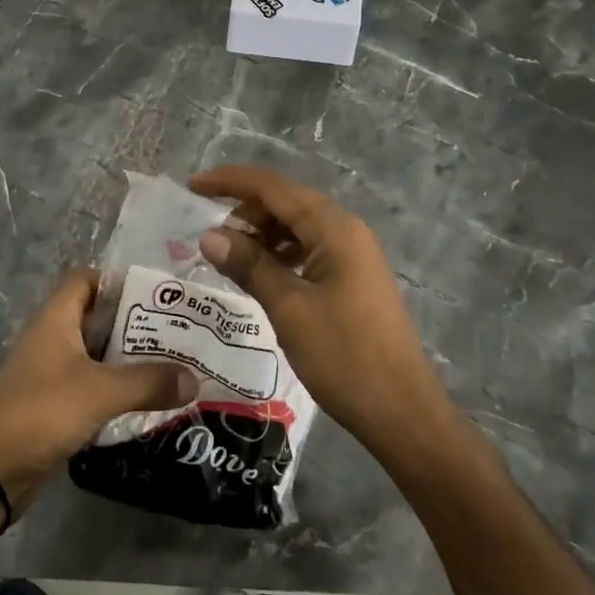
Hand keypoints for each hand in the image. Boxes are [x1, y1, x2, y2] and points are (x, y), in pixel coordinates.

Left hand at [0, 268, 196, 512]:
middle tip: (176, 331)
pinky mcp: (54, 406)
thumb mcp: (100, 391)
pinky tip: (147, 400)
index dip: (117, 280)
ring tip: (172, 364)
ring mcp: (51, 373)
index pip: (86, 279)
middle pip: (97, 317)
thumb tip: (194, 378)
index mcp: (56, 318)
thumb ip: (148, 382)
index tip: (156, 293)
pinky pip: (92, 387)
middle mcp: (52, 339)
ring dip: (128, 360)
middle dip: (134, 323)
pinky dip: (116, 390)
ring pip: (96, 355)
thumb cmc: (41, 411)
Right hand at [189, 165, 456, 464]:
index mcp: (333, 227)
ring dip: (262, 235)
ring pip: (296, 227)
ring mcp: (353, 254)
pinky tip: (262, 277)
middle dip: (245, 213)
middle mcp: (345, 230)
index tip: (192, 186)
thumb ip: (250, 265)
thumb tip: (209, 236)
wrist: (402, 413)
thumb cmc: (344, 357)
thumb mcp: (289, 309)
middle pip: (285, 202)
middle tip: (212, 243)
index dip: (229, 182)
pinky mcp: (352, 278)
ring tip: (232, 261)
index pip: (272, 187)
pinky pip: (308, 249)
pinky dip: (280, 255)